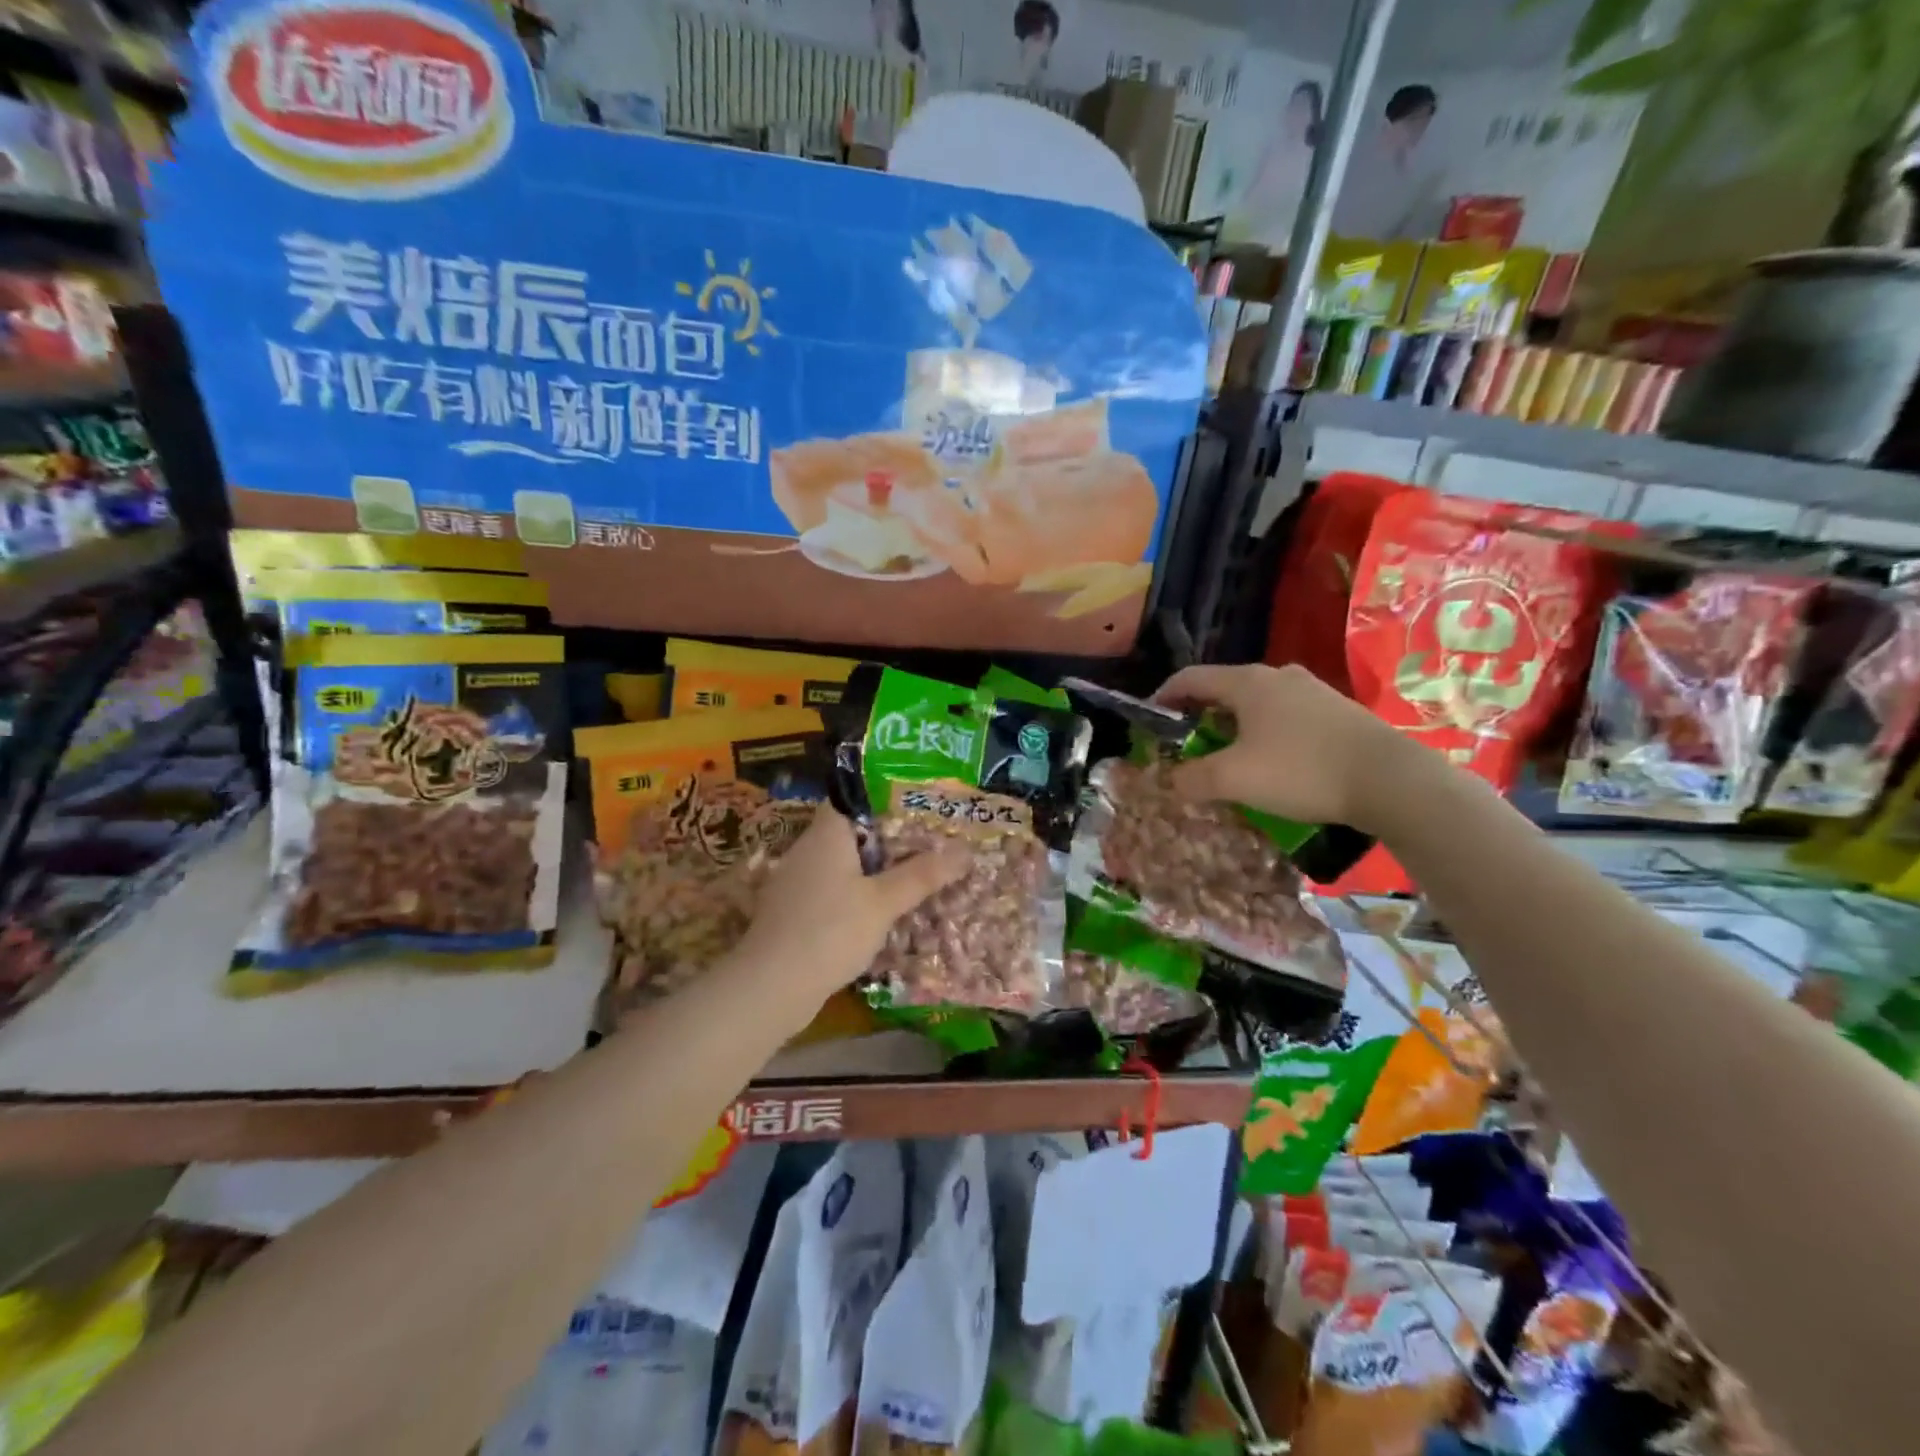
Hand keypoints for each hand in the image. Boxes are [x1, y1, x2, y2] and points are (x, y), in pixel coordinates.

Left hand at [735, 809, 967, 1002]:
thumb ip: (922, 875)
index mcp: (826, 834)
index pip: (848, 797)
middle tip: (924, 840)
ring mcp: (794, 882)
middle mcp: (806, 850)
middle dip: (884, 836)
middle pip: (848, 831)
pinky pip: (828, 889)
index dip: (879, 795)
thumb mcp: (884, 902)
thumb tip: (965, 851)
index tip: (913, 803)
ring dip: (869, 868)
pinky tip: (876, 910)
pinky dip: (853, 893)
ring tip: (908, 874)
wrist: (771, 987)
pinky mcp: (791, 911)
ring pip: (839, 863)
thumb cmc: (830, 930)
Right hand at [1152, 663, 1419, 832]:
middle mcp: (1278, 676)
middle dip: (1200, 715)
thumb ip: (1193, 778)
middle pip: (1225, 689)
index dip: (1164, 696)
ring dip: (1235, 726)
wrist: (1390, 780)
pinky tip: (1274, 763)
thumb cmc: (1301, 770)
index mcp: (1248, 682)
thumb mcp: (1234, 779)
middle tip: (1188, 744)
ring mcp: (1313, 691)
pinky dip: (1266, 733)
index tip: (1151, 719)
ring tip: (1230, 756)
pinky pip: (1286, 716)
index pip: (1191, 678)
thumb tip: (1171, 780)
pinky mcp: (1338, 711)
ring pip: (1258, 703)